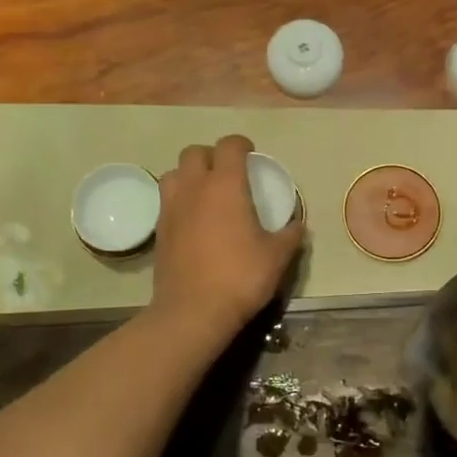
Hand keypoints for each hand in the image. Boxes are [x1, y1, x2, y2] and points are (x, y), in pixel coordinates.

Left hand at [151, 135, 303, 339]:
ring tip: (206, 193)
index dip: (241, 144)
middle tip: (228, 173)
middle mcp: (194, 188)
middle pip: (194, 152)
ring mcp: (172, 208)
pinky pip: (167, 200)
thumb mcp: (277, 257)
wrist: (192, 312)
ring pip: (174, 173)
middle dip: (212, 155)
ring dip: (190, 175)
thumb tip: (297, 225)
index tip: (251, 155)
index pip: (229, 146)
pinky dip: (181, 200)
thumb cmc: (239, 277)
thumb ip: (290, 235)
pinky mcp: (159, 229)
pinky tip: (195, 220)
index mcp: (225, 186)